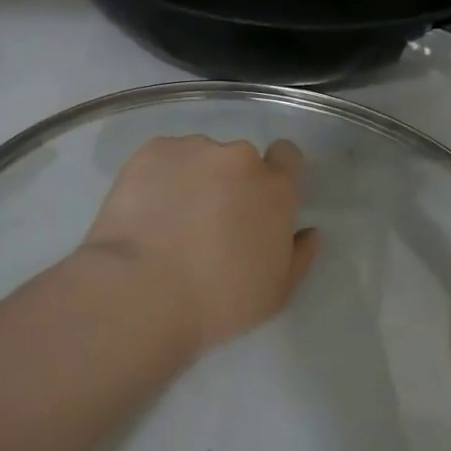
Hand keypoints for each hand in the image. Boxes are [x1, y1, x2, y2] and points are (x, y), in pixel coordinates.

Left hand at [79, 136, 320, 352]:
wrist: (141, 292)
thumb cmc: (217, 302)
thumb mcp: (275, 293)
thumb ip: (299, 255)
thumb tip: (308, 231)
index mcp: (275, 188)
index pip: (287, 156)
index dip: (275, 172)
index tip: (257, 199)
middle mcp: (238, 158)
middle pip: (239, 161)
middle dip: (229, 183)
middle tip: (207, 221)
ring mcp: (192, 149)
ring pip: (199, 158)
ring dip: (192, 178)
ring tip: (168, 219)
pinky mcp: (151, 151)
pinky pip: (164, 159)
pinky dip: (159, 178)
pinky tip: (145, 210)